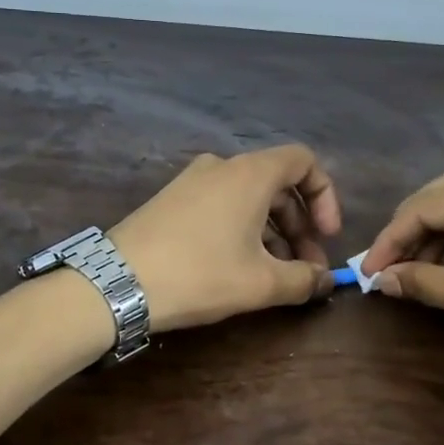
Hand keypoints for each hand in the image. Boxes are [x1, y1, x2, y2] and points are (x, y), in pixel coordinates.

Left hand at [110, 145, 341, 332]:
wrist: (117, 283)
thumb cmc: (199, 274)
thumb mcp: (260, 283)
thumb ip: (303, 280)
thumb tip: (325, 281)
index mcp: (250, 173)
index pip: (304, 161)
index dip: (325, 196)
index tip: (327, 236)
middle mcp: (222, 166)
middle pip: (277, 185)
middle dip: (300, 226)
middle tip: (306, 269)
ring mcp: (192, 181)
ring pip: (248, 199)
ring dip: (272, 233)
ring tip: (276, 276)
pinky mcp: (171, 200)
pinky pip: (221, 206)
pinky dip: (242, 230)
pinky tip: (240, 268)